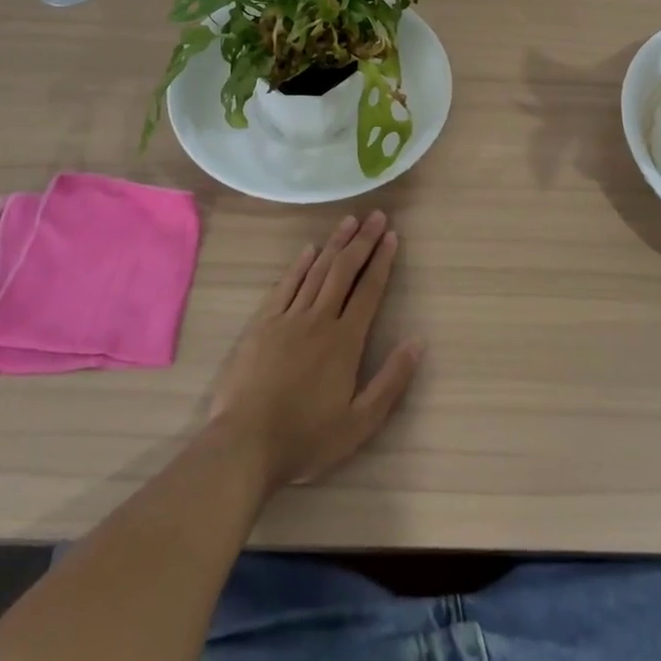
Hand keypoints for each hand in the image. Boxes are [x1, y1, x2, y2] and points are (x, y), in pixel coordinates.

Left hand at [206, 211, 422, 493]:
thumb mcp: (359, 423)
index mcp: (345, 341)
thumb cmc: (306, 439)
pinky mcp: (262, 325)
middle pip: (344, 271)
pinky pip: (285, 286)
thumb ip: (390, 381)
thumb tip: (417, 341)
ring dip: (334, 244)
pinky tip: (308, 251)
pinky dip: (299, 265)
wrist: (244, 444)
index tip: (392, 236)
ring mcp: (287, 318)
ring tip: (349, 222)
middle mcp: (319, 320)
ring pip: (316, 271)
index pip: (369, 291)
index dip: (382, 261)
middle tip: (376, 216)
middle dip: (363, 242)